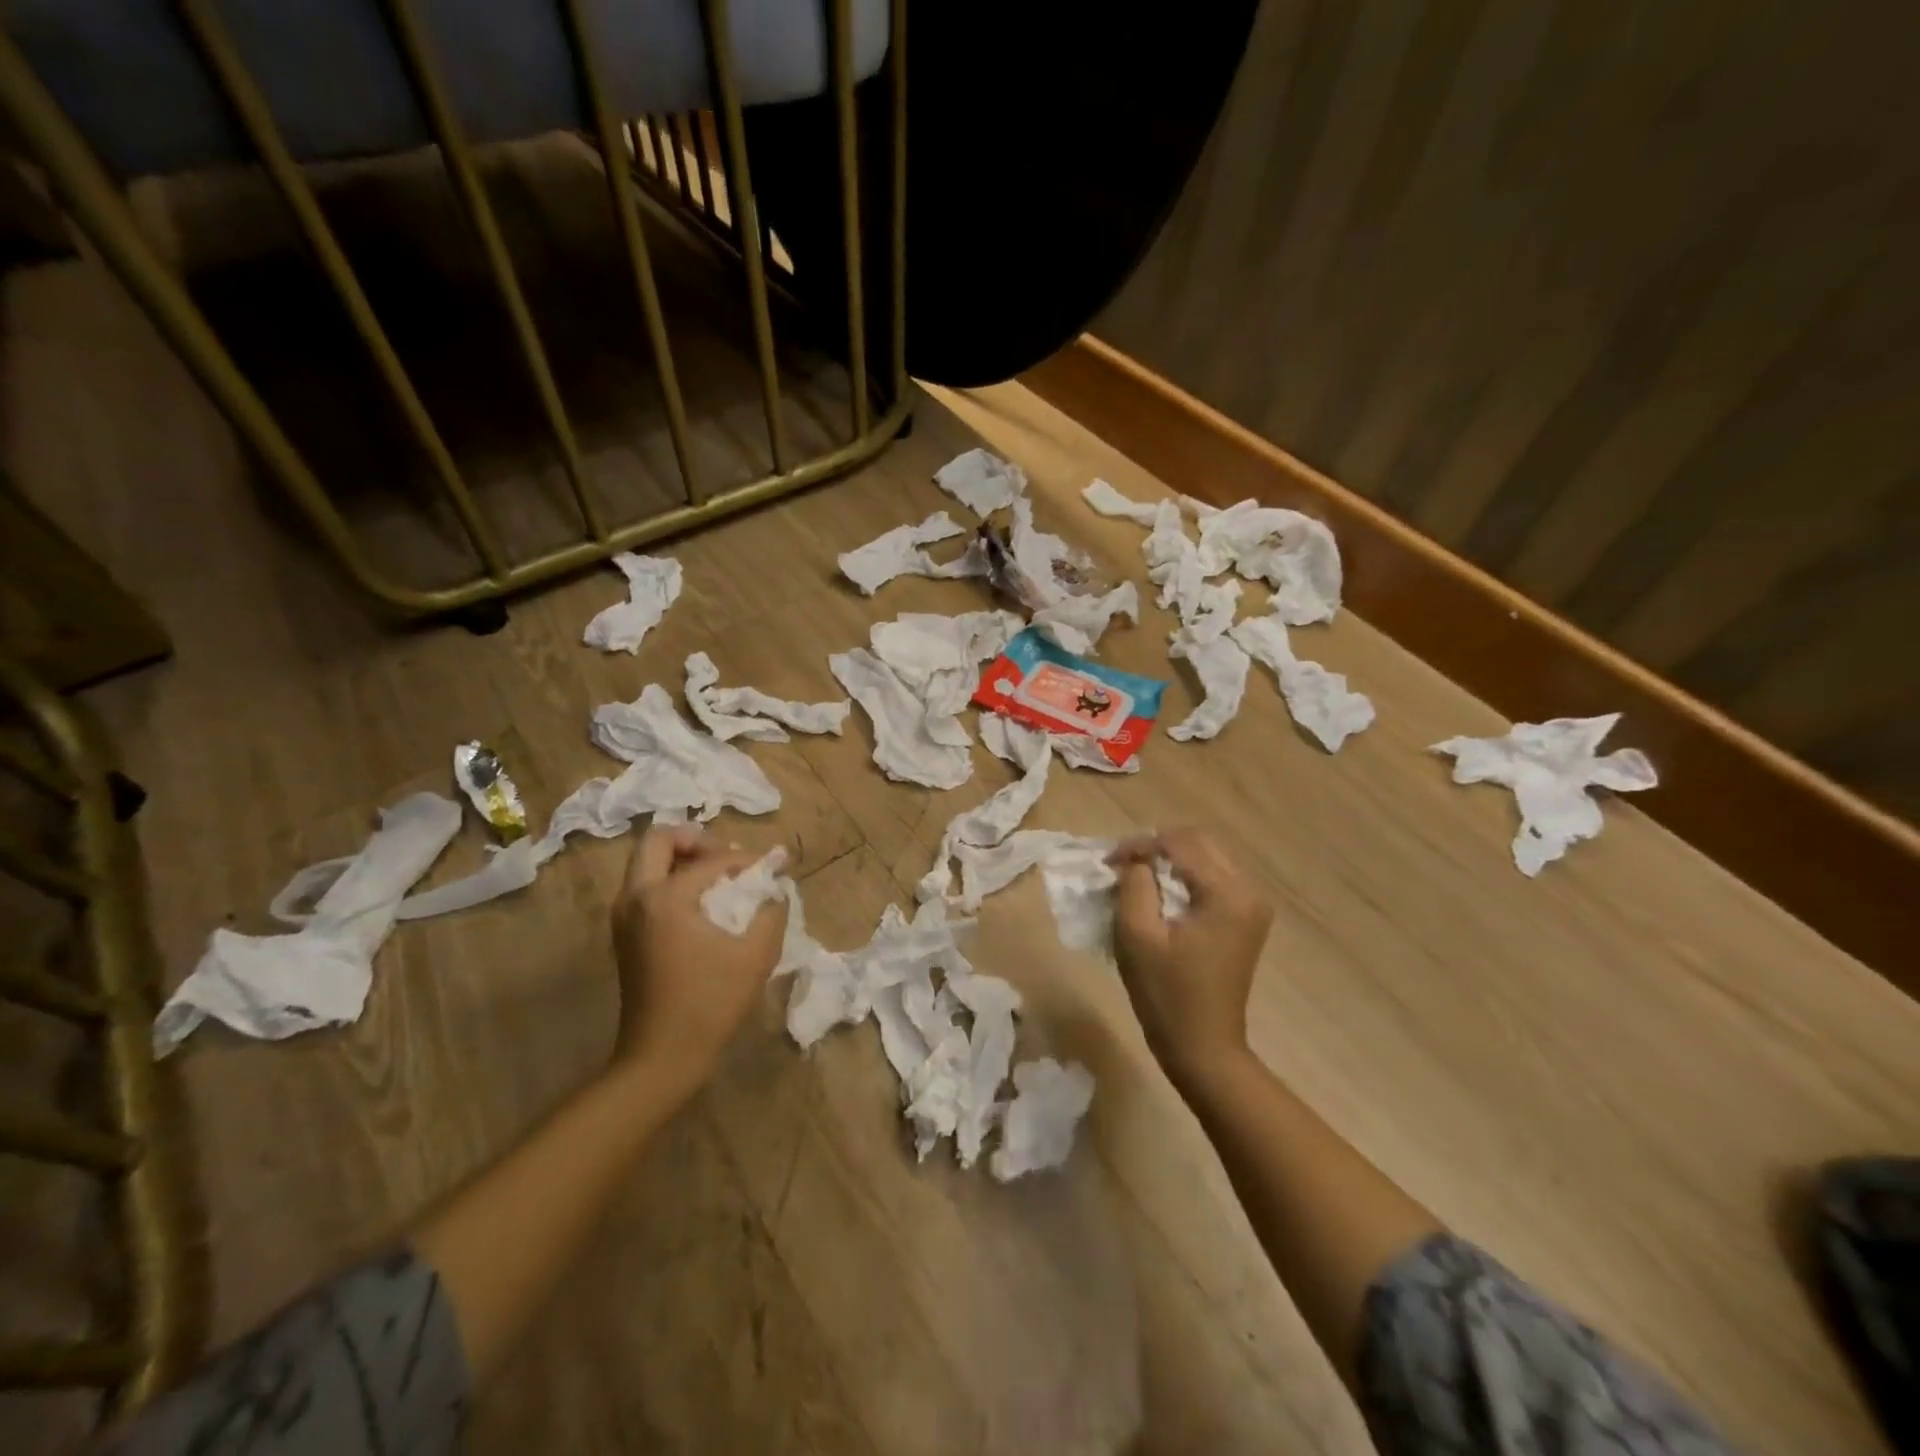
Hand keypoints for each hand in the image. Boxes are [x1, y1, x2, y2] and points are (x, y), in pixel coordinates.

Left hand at [611, 825, 787, 1090]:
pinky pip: (645, 887)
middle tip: (727, 857)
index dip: (747, 860)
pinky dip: (672, 881)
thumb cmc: (711, 1003)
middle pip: (659, 841)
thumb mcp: (757, 954)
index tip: (773, 868)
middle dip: (697, 840)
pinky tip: (704, 905)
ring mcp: (623, 917)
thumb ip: (772, 910)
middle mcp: (635, 898)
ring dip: (683, 859)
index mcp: (665, 898)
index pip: (712, 859)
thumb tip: (776, 886)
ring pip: (648, 863)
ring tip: (720, 878)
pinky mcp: (624, 935)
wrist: (661, 1057)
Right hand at [1109, 829, 1272, 1090]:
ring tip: (1133, 877)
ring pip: (1204, 859)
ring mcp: (1251, 906)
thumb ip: (1135, 884)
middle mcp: (1248, 891)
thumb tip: (1137, 861)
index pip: (1180, 844)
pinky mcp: (1244, 919)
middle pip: (1197, 844)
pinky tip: (1156, 894)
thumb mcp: (1137, 935)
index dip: (1139, 845)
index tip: (1106, 861)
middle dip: (1155, 848)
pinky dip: (1181, 879)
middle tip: (1118, 865)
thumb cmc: (1167, 995)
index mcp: (1228, 893)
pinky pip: (1211, 880)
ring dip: (1167, 862)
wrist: (1204, 1049)